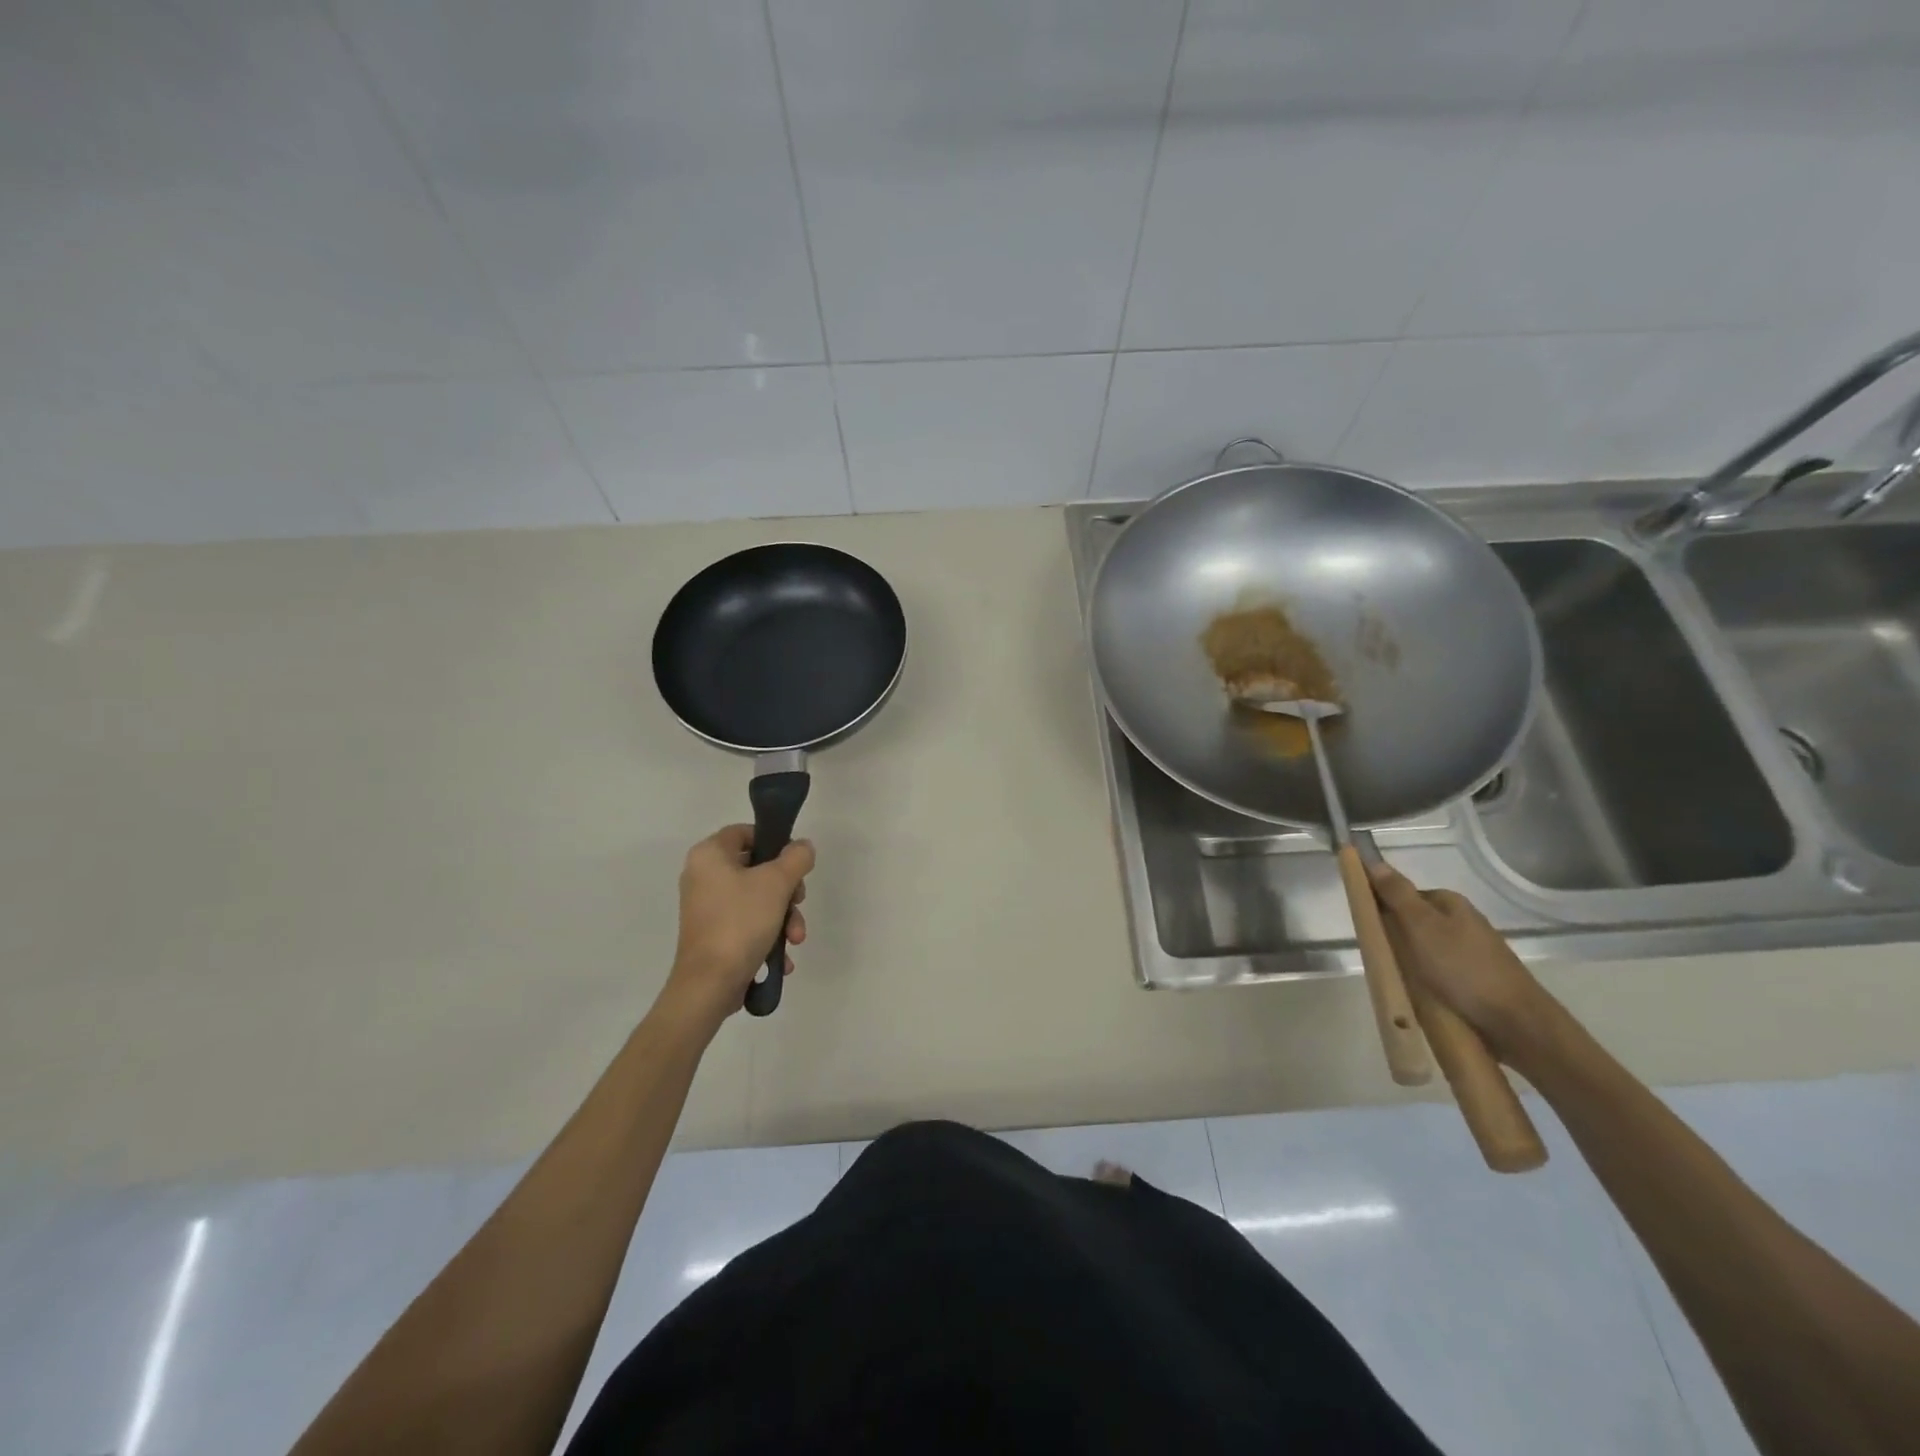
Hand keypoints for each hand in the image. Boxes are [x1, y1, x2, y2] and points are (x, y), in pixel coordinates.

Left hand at [663, 825, 812, 1026]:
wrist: (710, 984)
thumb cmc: (741, 922)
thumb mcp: (777, 882)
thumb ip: (796, 857)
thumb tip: (803, 847)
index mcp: (709, 855)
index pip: (745, 832)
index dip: (774, 841)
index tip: (795, 862)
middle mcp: (703, 877)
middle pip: (757, 869)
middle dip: (786, 890)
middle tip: (799, 903)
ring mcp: (707, 908)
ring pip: (757, 900)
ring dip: (784, 917)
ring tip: (795, 939)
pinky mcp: (713, 935)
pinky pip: (747, 924)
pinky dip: (768, 935)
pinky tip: (783, 957)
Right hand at [1366, 861, 1551, 1058]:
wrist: (1517, 1023)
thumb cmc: (1463, 968)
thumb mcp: (1421, 926)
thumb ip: (1397, 894)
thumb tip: (1374, 860)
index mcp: (1451, 904)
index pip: (1404, 895)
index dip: (1383, 908)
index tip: (1369, 929)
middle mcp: (1465, 922)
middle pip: (1415, 923)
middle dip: (1397, 939)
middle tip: (1385, 958)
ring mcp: (1474, 953)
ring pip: (1427, 951)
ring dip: (1412, 963)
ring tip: (1401, 981)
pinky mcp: (1479, 981)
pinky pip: (1441, 974)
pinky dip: (1429, 981)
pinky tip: (1423, 995)